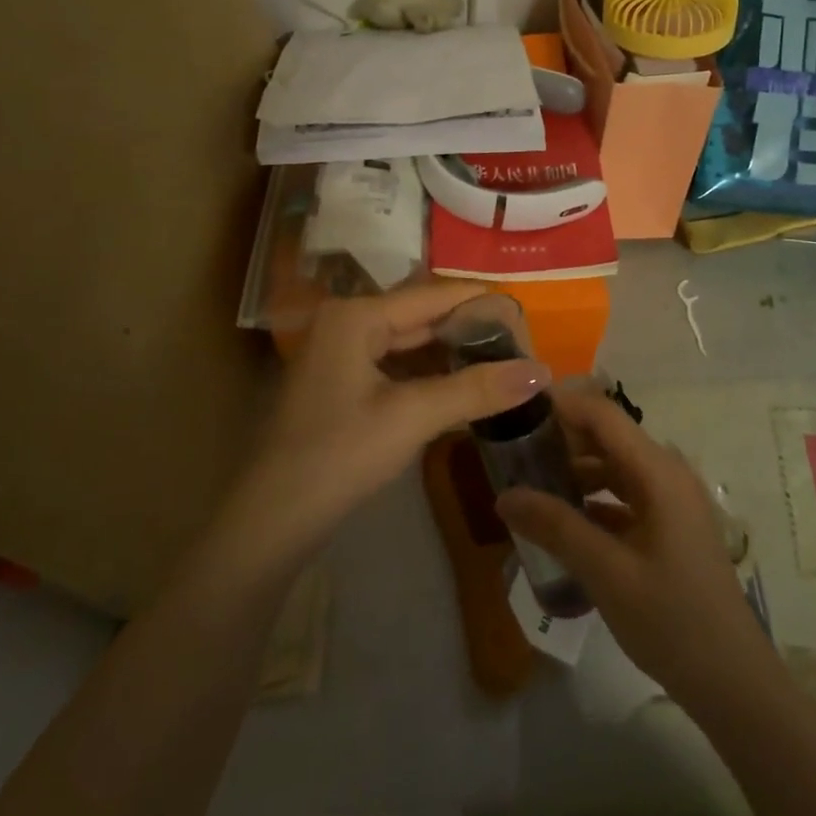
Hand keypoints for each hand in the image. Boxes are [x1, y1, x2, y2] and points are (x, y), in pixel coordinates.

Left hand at [227, 282, 550, 569]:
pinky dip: (429, 376)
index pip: (432, 295)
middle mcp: (346, 323)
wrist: (272, 520)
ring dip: (451, 354)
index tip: (526, 312)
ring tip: (502, 363)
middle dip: (468, 330)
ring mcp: (340, 354)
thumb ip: (477, 389)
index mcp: (356, 315)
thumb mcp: (412, 417)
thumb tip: (543, 370)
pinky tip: (463, 387)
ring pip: (409, 344)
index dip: (480, 301)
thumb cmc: (339, 455)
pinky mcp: (342, 385)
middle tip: (521, 343)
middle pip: (420, 317)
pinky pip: (395, 367)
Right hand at [495, 389, 774, 710]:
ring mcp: (670, 501)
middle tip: (513, 452)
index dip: (561, 405)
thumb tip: (504, 495)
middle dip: (561, 439)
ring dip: (574, 470)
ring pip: (614, 467)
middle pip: (607, 437)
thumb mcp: (607, 573)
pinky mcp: (669, 527)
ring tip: (529, 484)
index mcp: (658, 472)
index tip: (516, 410)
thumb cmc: (673, 621)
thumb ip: (555, 527)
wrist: (733, 684)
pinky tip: (561, 520)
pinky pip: (623, 496)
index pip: (602, 415)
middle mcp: (667, 474)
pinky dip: (592, 500)